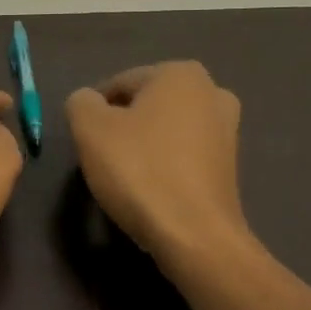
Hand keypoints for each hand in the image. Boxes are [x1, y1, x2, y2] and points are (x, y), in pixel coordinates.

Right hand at [66, 61, 250, 269]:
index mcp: (180, 73)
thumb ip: (81, 103)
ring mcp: (227, 131)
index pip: (119, 84)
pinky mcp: (229, 167)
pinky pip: (182, 157)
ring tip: (125, 179)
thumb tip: (88, 102)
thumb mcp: (90, 129)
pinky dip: (164, 168)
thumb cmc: (140, 171)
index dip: (94, 111)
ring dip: (143, 148)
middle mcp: (211, 93)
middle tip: (102, 159)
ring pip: (164, 132)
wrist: (194, 236)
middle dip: (122, 127)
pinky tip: (150, 192)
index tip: (85, 141)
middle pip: (145, 106)